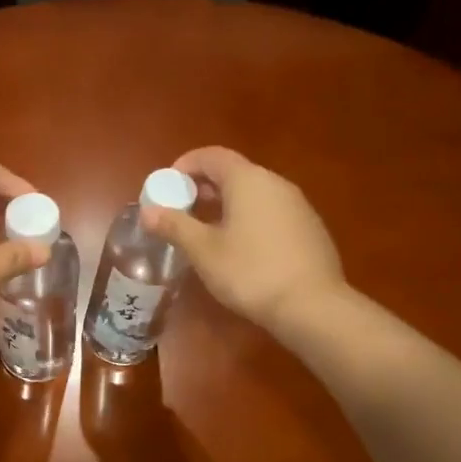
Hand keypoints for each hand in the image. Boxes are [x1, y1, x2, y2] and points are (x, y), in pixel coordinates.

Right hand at [141, 146, 345, 334]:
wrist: (313, 306)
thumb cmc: (250, 272)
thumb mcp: (203, 250)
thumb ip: (174, 225)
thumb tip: (147, 211)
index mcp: (247, 180)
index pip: (212, 156)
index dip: (185, 165)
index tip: (167, 186)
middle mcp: (275, 183)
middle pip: (234, 172)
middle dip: (203, 187)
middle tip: (181, 211)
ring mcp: (297, 205)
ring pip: (254, 193)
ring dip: (226, 204)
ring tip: (206, 231)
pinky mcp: (309, 228)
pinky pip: (270, 212)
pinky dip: (248, 218)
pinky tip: (240, 249)